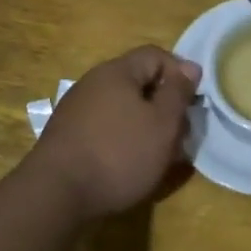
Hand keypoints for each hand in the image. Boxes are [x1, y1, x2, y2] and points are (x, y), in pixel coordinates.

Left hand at [30, 46, 202, 220]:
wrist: (55, 195)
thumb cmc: (119, 154)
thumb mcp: (162, 123)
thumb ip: (178, 92)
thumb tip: (190, 67)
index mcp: (117, 71)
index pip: (156, 55)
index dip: (180, 73)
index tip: (194, 103)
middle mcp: (93, 82)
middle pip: (138, 82)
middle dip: (164, 105)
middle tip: (180, 134)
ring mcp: (76, 109)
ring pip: (122, 108)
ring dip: (145, 125)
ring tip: (159, 155)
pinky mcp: (67, 136)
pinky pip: (105, 127)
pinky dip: (123, 139)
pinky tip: (130, 165)